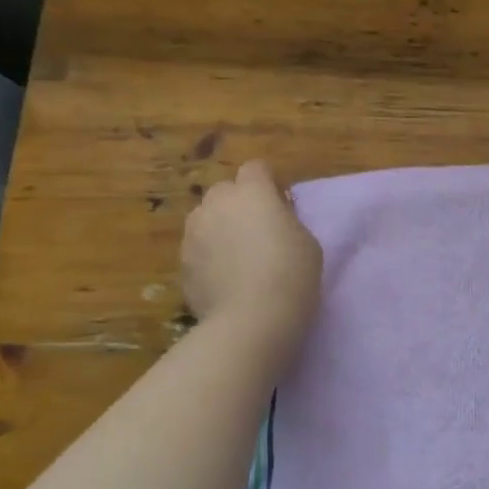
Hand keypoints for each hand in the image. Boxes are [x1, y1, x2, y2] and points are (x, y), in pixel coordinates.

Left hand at [181, 162, 322, 347]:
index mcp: (252, 191)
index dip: (268, 183)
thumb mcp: (307, 241)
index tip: (281, 204)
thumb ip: (287, 220)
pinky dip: (208, 256)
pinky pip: (198, 249)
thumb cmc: (291, 274)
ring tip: (237, 256)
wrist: (251, 319)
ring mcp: (193, 233)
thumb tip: (273, 218)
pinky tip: (224, 280)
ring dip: (219, 228)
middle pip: (225, 190)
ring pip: (206, 219)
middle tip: (257, 230)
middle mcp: (217, 203)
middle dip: (238, 203)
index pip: (256, 168)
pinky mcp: (181, 263)